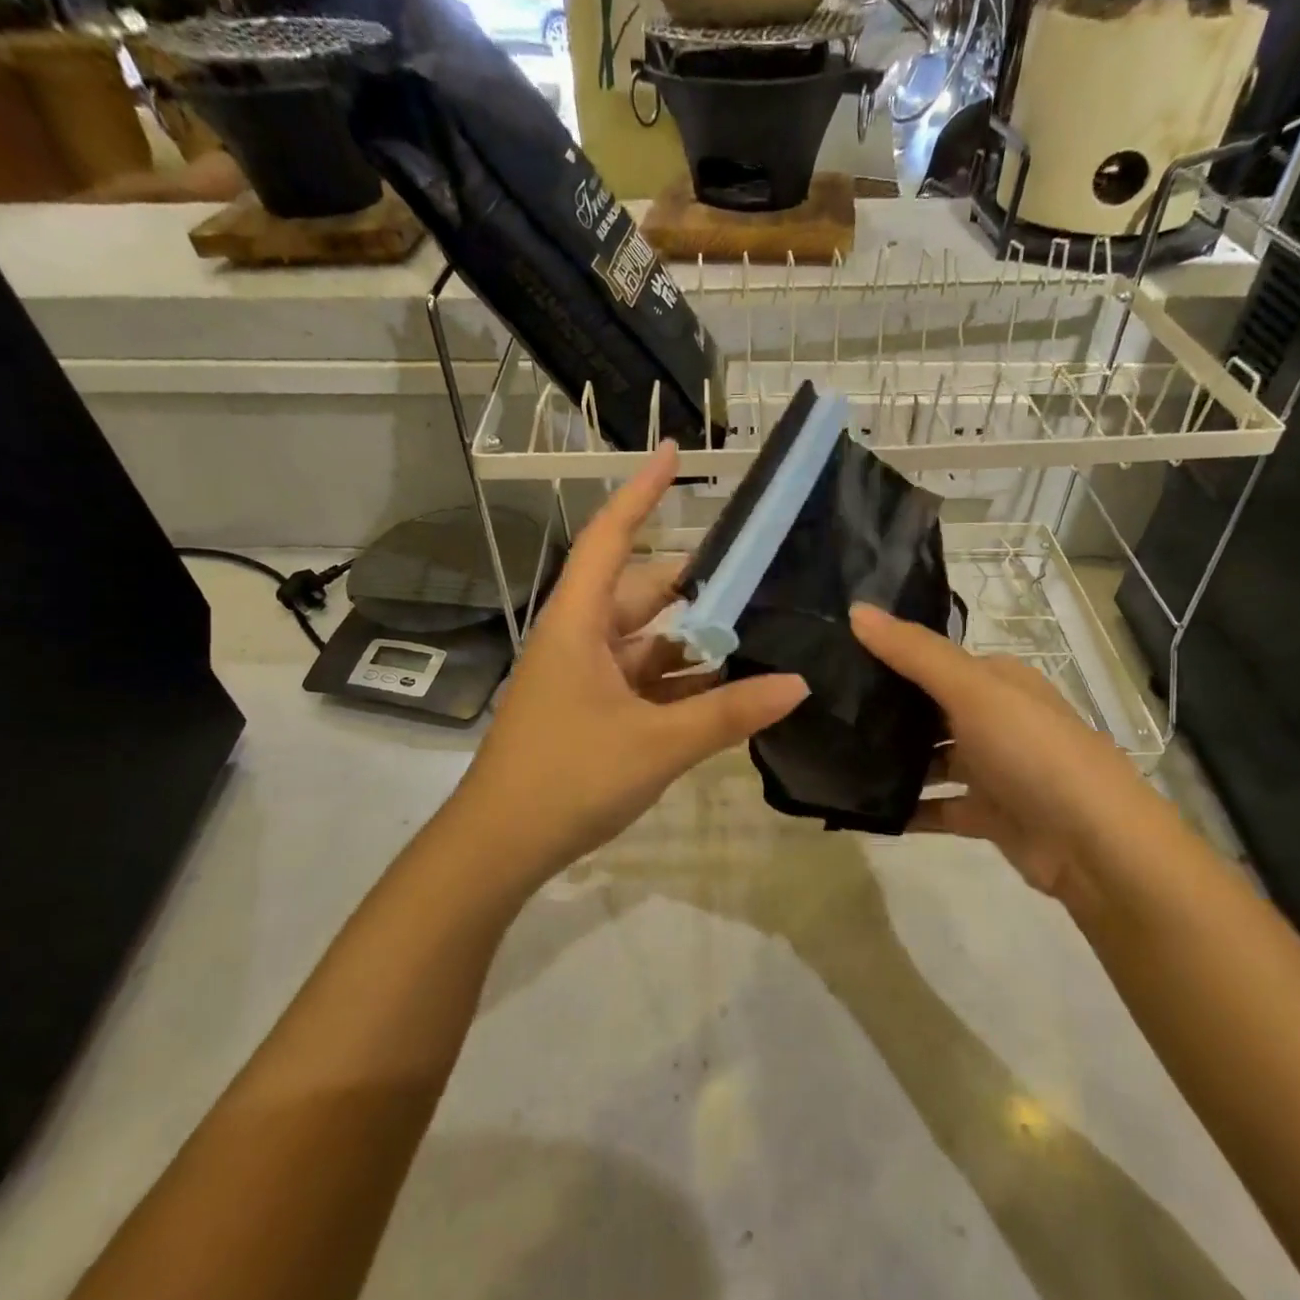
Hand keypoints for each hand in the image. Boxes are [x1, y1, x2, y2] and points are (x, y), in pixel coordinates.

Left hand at [442, 444, 808, 892]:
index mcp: (578, 624)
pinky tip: (727, 691)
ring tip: (756, 633)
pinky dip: (682, 684)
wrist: (501, 846)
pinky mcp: (592, 714)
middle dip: (695, 587)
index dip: (640, 493)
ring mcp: (584, 680)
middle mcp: (579, 640)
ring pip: (648, 645)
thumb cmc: (568, 777)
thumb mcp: (658, 743)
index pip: (610, 539)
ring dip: (694, 644)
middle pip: (640, 594)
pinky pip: (644, 684)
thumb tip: (798, 684)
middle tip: (756, 574)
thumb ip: (729, 713)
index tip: (672, 453)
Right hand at [850, 603, 1132, 911]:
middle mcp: (996, 719)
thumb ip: (914, 652)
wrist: (1094, 846)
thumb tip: (855, 609)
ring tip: (834, 758)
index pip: (934, 659)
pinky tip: (863, 809)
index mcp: (998, 681)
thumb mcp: (972, 690)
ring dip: (894, 761)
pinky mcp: (988, 814)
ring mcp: (994, 769)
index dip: (890, 656)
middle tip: (824, 710)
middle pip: (930, 710)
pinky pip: (936, 807)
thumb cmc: (1032, 751)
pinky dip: (907, 808)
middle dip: (885, 710)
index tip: (835, 658)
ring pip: (931, 759)